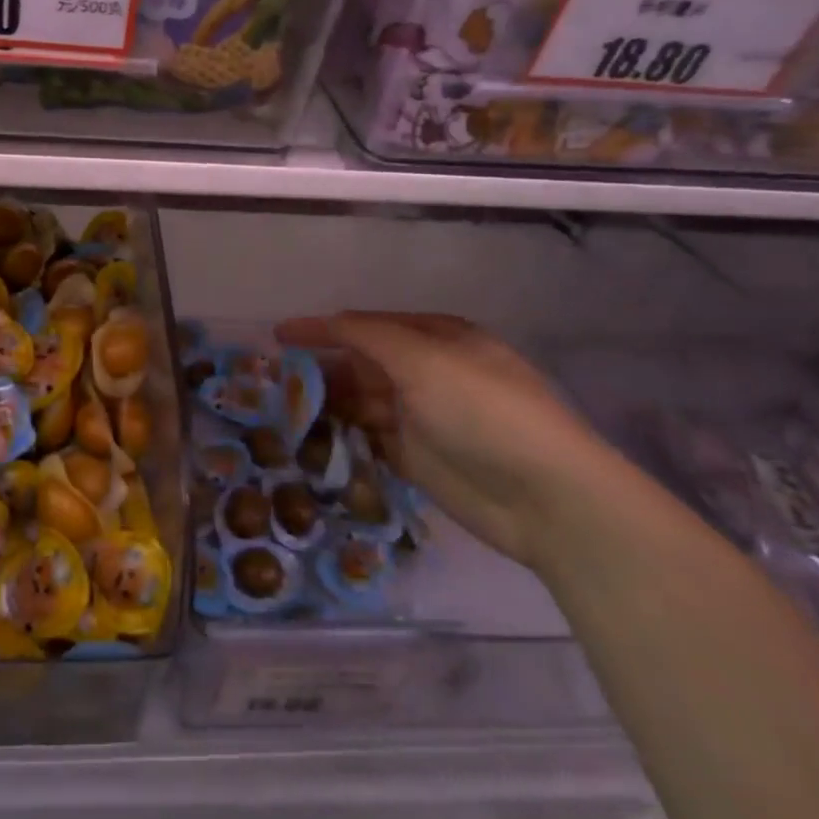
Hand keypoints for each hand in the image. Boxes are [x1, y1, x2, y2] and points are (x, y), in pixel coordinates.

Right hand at [277, 313, 640, 567]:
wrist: (545, 496)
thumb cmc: (482, 410)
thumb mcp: (424, 359)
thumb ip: (368, 337)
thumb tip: (328, 322)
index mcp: (435, 338)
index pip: (366, 326)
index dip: (322, 329)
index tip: (277, 336)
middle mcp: (426, 373)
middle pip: (361, 364)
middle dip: (321, 368)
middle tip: (274, 379)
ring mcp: (420, 417)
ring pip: (360, 402)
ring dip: (326, 403)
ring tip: (281, 410)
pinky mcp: (415, 458)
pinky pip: (367, 439)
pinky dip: (340, 436)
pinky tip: (309, 439)